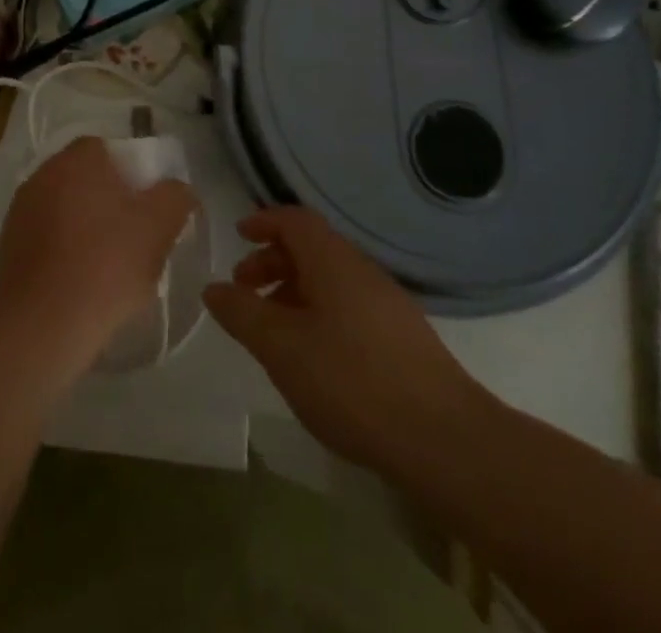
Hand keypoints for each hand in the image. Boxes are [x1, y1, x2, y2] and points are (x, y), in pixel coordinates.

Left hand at [0, 137, 196, 376]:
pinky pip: (46, 236)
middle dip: (108, 201)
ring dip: (84, 226)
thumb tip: (178, 189)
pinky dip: (62, 249)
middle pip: (84, 178)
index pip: (108, 150)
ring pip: (64, 208)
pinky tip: (79, 280)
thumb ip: (175, 197)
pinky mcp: (8, 243)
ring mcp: (21, 208)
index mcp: (78, 159)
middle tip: (132, 235)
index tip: (146, 206)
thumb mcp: (158, 228)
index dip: (131, 174)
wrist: (43, 322)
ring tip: (107, 264)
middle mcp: (44, 173)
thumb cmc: (106, 264)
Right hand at [204, 207, 489, 471]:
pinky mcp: (403, 340)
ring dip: (294, 292)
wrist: (446, 441)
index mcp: (333, 261)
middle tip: (244, 290)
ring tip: (273, 331)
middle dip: (272, 262)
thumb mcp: (282, 348)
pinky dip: (319, 315)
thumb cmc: (352, 381)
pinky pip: (349, 307)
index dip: (264, 221)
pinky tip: (313, 358)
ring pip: (330, 281)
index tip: (238, 235)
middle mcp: (361, 271)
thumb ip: (243, 314)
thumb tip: (213, 288)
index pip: (294, 220)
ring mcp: (387, 305)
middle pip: (311, 248)